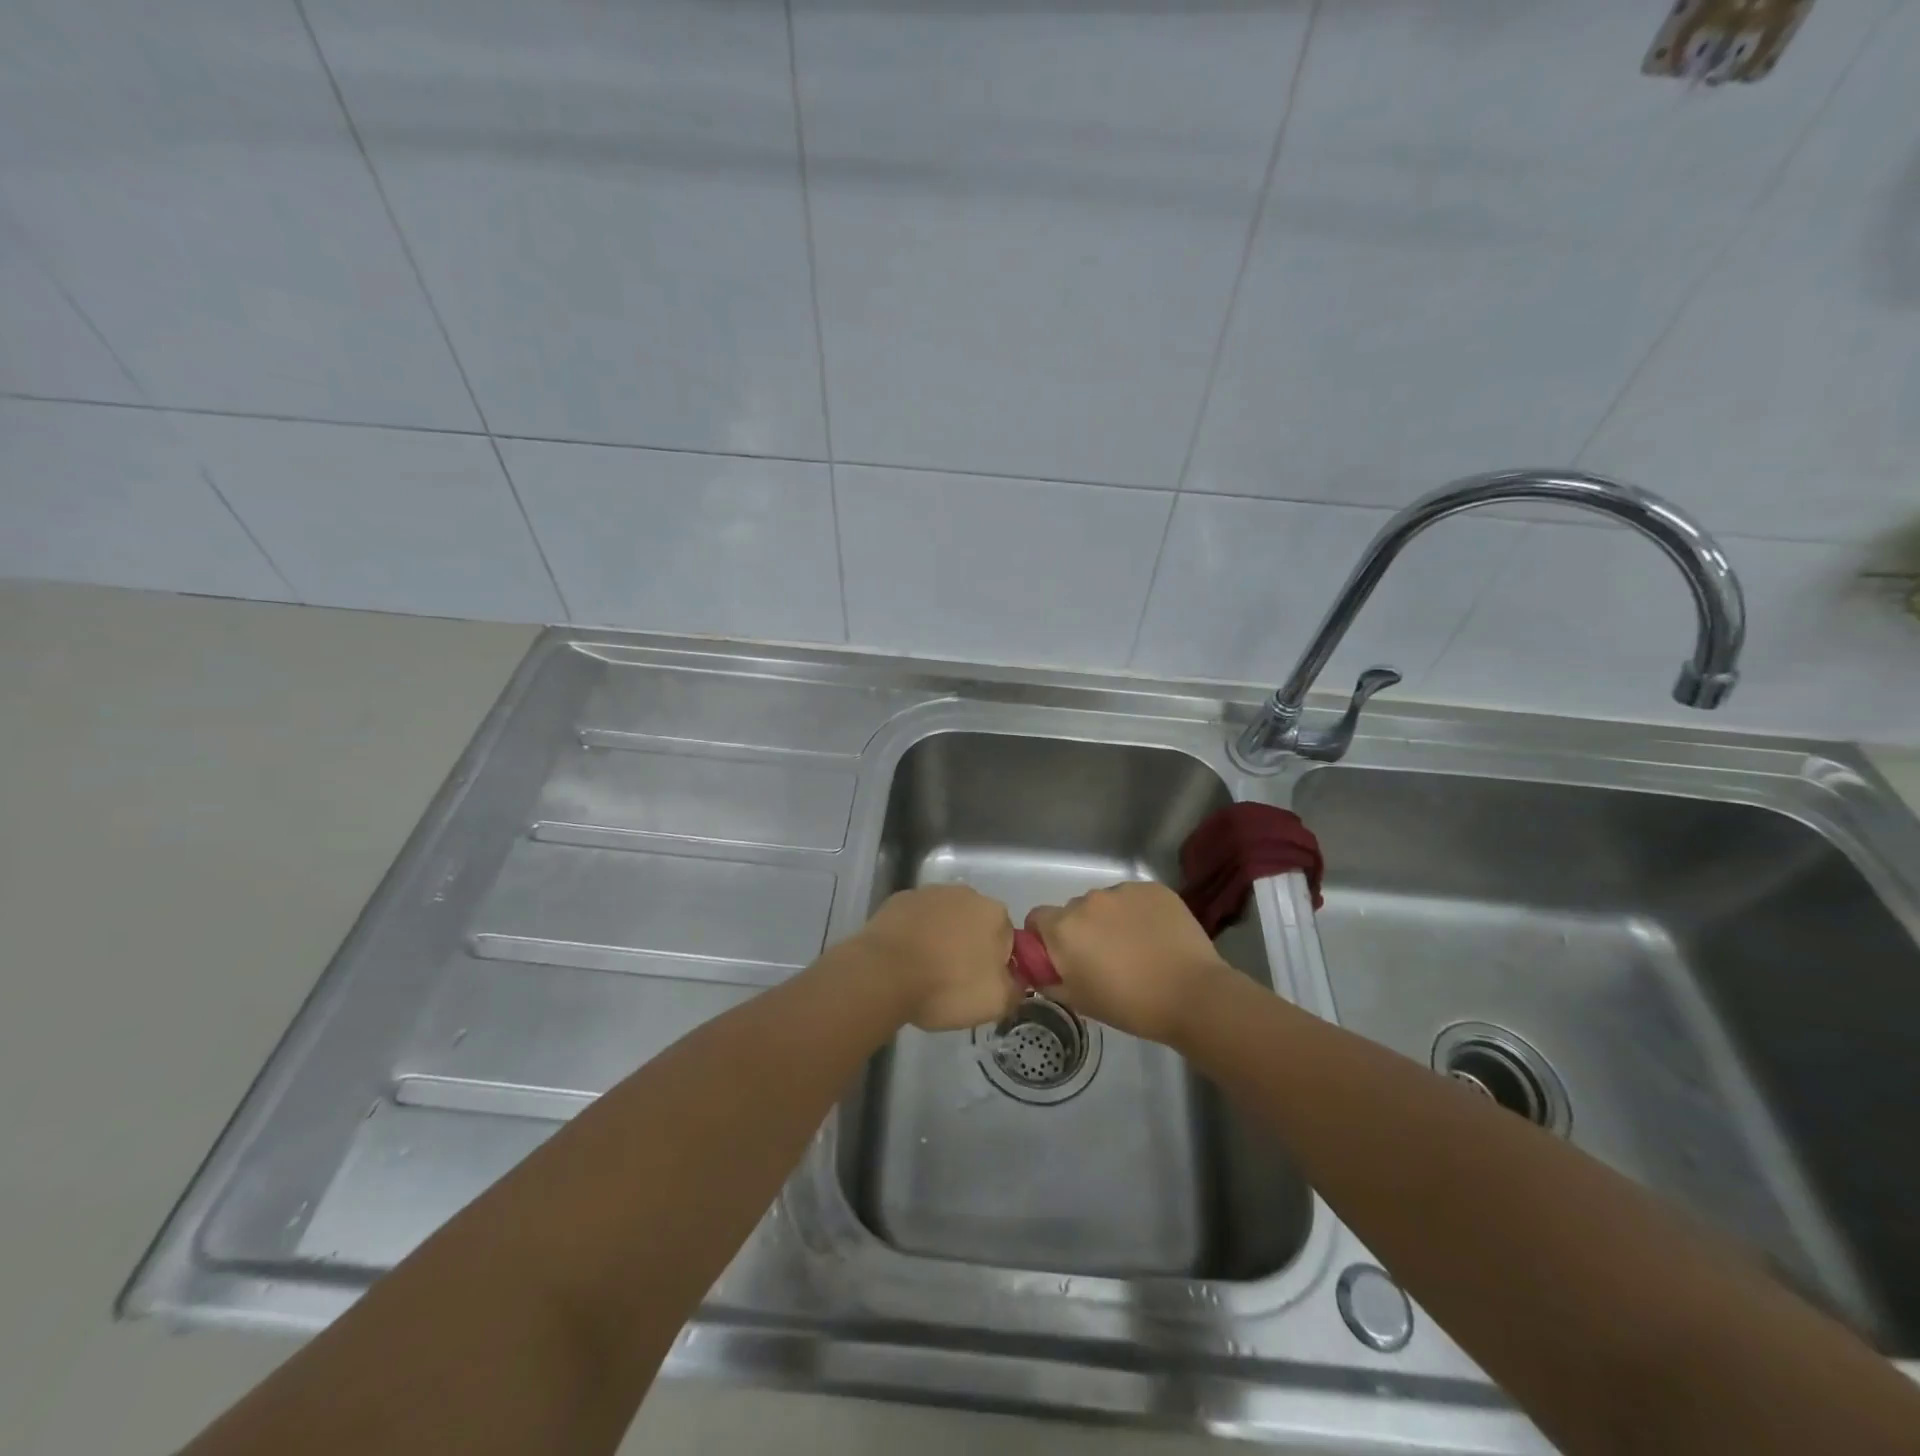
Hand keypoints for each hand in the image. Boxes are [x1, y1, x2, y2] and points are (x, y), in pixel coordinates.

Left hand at [852, 885, 1018, 1031]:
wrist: (882, 974)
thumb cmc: (946, 986)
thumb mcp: (995, 1002)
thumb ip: (1016, 988)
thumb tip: (1016, 981)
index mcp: (995, 913)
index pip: (1006, 939)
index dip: (995, 965)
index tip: (979, 985)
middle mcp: (965, 893)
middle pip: (975, 924)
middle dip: (969, 947)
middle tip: (953, 980)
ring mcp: (929, 893)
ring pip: (945, 920)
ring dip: (941, 939)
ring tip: (925, 971)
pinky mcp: (899, 900)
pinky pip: (916, 920)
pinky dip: (915, 934)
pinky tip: (904, 959)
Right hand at [1025, 882, 1232, 1043]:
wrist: (1193, 995)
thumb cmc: (1131, 1005)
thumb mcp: (1080, 1002)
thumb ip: (1051, 981)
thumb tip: (1041, 971)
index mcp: (1064, 928)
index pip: (1037, 919)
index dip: (1045, 937)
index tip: (1062, 957)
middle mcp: (1088, 901)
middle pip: (1074, 911)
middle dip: (1082, 930)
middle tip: (1104, 958)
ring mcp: (1123, 891)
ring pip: (1106, 903)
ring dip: (1111, 920)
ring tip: (1136, 947)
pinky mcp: (1153, 888)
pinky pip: (1135, 898)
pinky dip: (1139, 913)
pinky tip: (1156, 936)